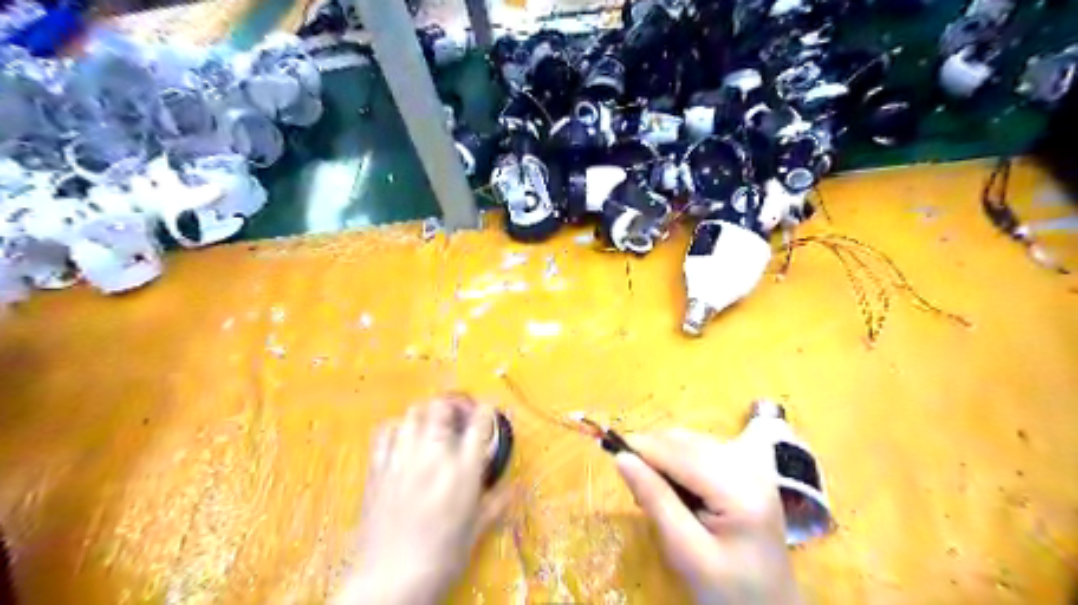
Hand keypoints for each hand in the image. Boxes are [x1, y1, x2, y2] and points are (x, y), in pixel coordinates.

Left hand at [337, 398, 507, 604]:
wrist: (389, 582)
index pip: (480, 421)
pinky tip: (403, 437)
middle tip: (459, 415)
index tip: (488, 413)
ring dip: (428, 413)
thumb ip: (496, 503)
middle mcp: (434, 455)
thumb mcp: (476, 532)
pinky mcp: (378, 467)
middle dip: (455, 404)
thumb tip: (514, 489)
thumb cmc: (440, 559)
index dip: (487, 410)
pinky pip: (385, 430)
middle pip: (444, 406)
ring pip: (415, 412)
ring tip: (433, 424)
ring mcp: (403, 458)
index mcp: (464, 470)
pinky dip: (397, 426)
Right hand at [615, 429, 798, 604]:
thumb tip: (621, 458)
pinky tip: (678, 487)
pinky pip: (704, 449)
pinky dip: (682, 460)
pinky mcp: (751, 468)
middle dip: (654, 453)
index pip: (681, 452)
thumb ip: (655, 500)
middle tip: (635, 487)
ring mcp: (754, 465)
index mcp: (740, 490)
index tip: (609, 449)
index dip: (643, 447)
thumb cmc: (727, 590)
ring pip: (693, 441)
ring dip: (666, 457)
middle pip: (687, 441)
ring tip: (655, 492)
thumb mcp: (685, 551)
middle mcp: (750, 466)